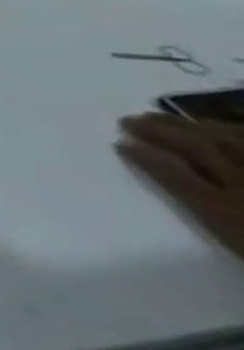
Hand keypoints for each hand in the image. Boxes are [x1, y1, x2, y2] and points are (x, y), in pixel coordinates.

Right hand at [118, 112, 243, 259]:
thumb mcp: (230, 232)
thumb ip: (200, 202)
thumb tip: (157, 171)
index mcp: (224, 206)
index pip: (173, 172)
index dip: (144, 156)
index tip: (118, 142)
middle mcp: (243, 180)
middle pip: (199, 148)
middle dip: (161, 131)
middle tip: (131, 119)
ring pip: (231, 139)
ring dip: (194, 125)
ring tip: (169, 117)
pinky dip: (238, 129)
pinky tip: (228, 125)